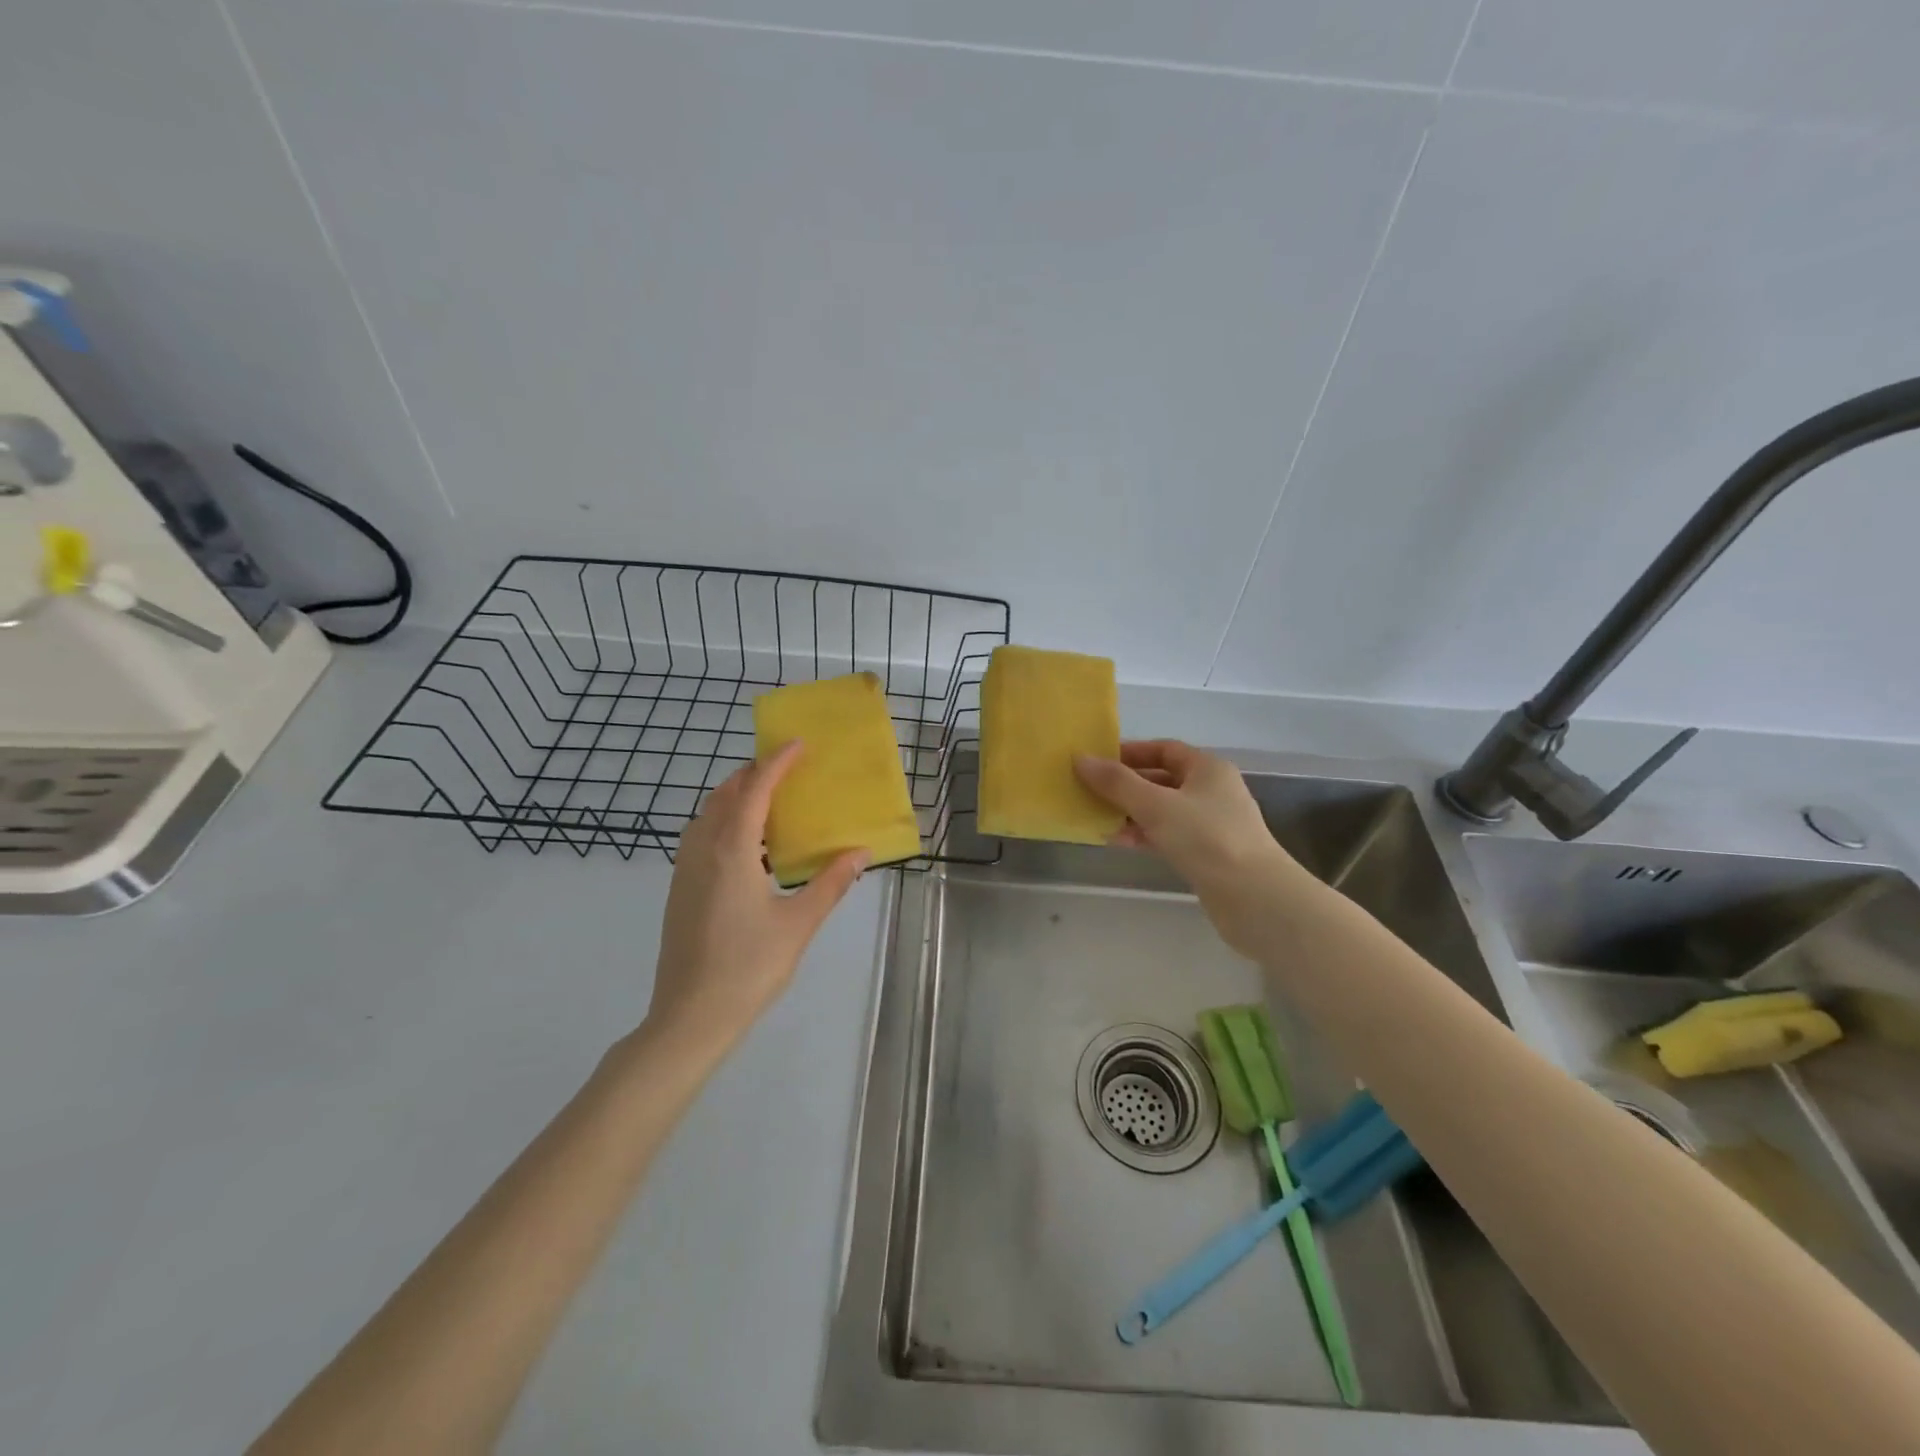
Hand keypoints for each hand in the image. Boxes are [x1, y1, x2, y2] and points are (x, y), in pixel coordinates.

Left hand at [646, 743, 866, 1052]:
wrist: (690, 1016)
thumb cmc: (749, 966)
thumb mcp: (799, 923)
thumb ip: (831, 883)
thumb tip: (861, 852)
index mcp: (732, 850)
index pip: (755, 789)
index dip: (777, 762)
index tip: (798, 743)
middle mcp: (703, 849)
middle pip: (726, 794)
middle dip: (754, 773)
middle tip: (787, 769)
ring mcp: (686, 870)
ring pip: (708, 815)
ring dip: (737, 797)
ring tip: (771, 802)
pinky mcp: (680, 889)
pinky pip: (702, 837)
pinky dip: (725, 823)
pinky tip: (749, 847)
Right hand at [1075, 740, 1306, 955]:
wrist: (1253, 897)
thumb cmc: (1206, 838)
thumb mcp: (1156, 805)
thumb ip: (1116, 783)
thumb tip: (1080, 759)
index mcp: (1207, 768)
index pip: (1164, 749)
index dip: (1130, 752)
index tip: (1097, 761)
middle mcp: (1212, 791)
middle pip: (1161, 779)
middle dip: (1125, 785)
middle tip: (1089, 790)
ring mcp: (1211, 824)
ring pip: (1162, 809)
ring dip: (1131, 812)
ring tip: (1096, 817)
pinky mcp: (1207, 854)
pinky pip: (1168, 835)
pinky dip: (1144, 835)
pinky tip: (1118, 841)